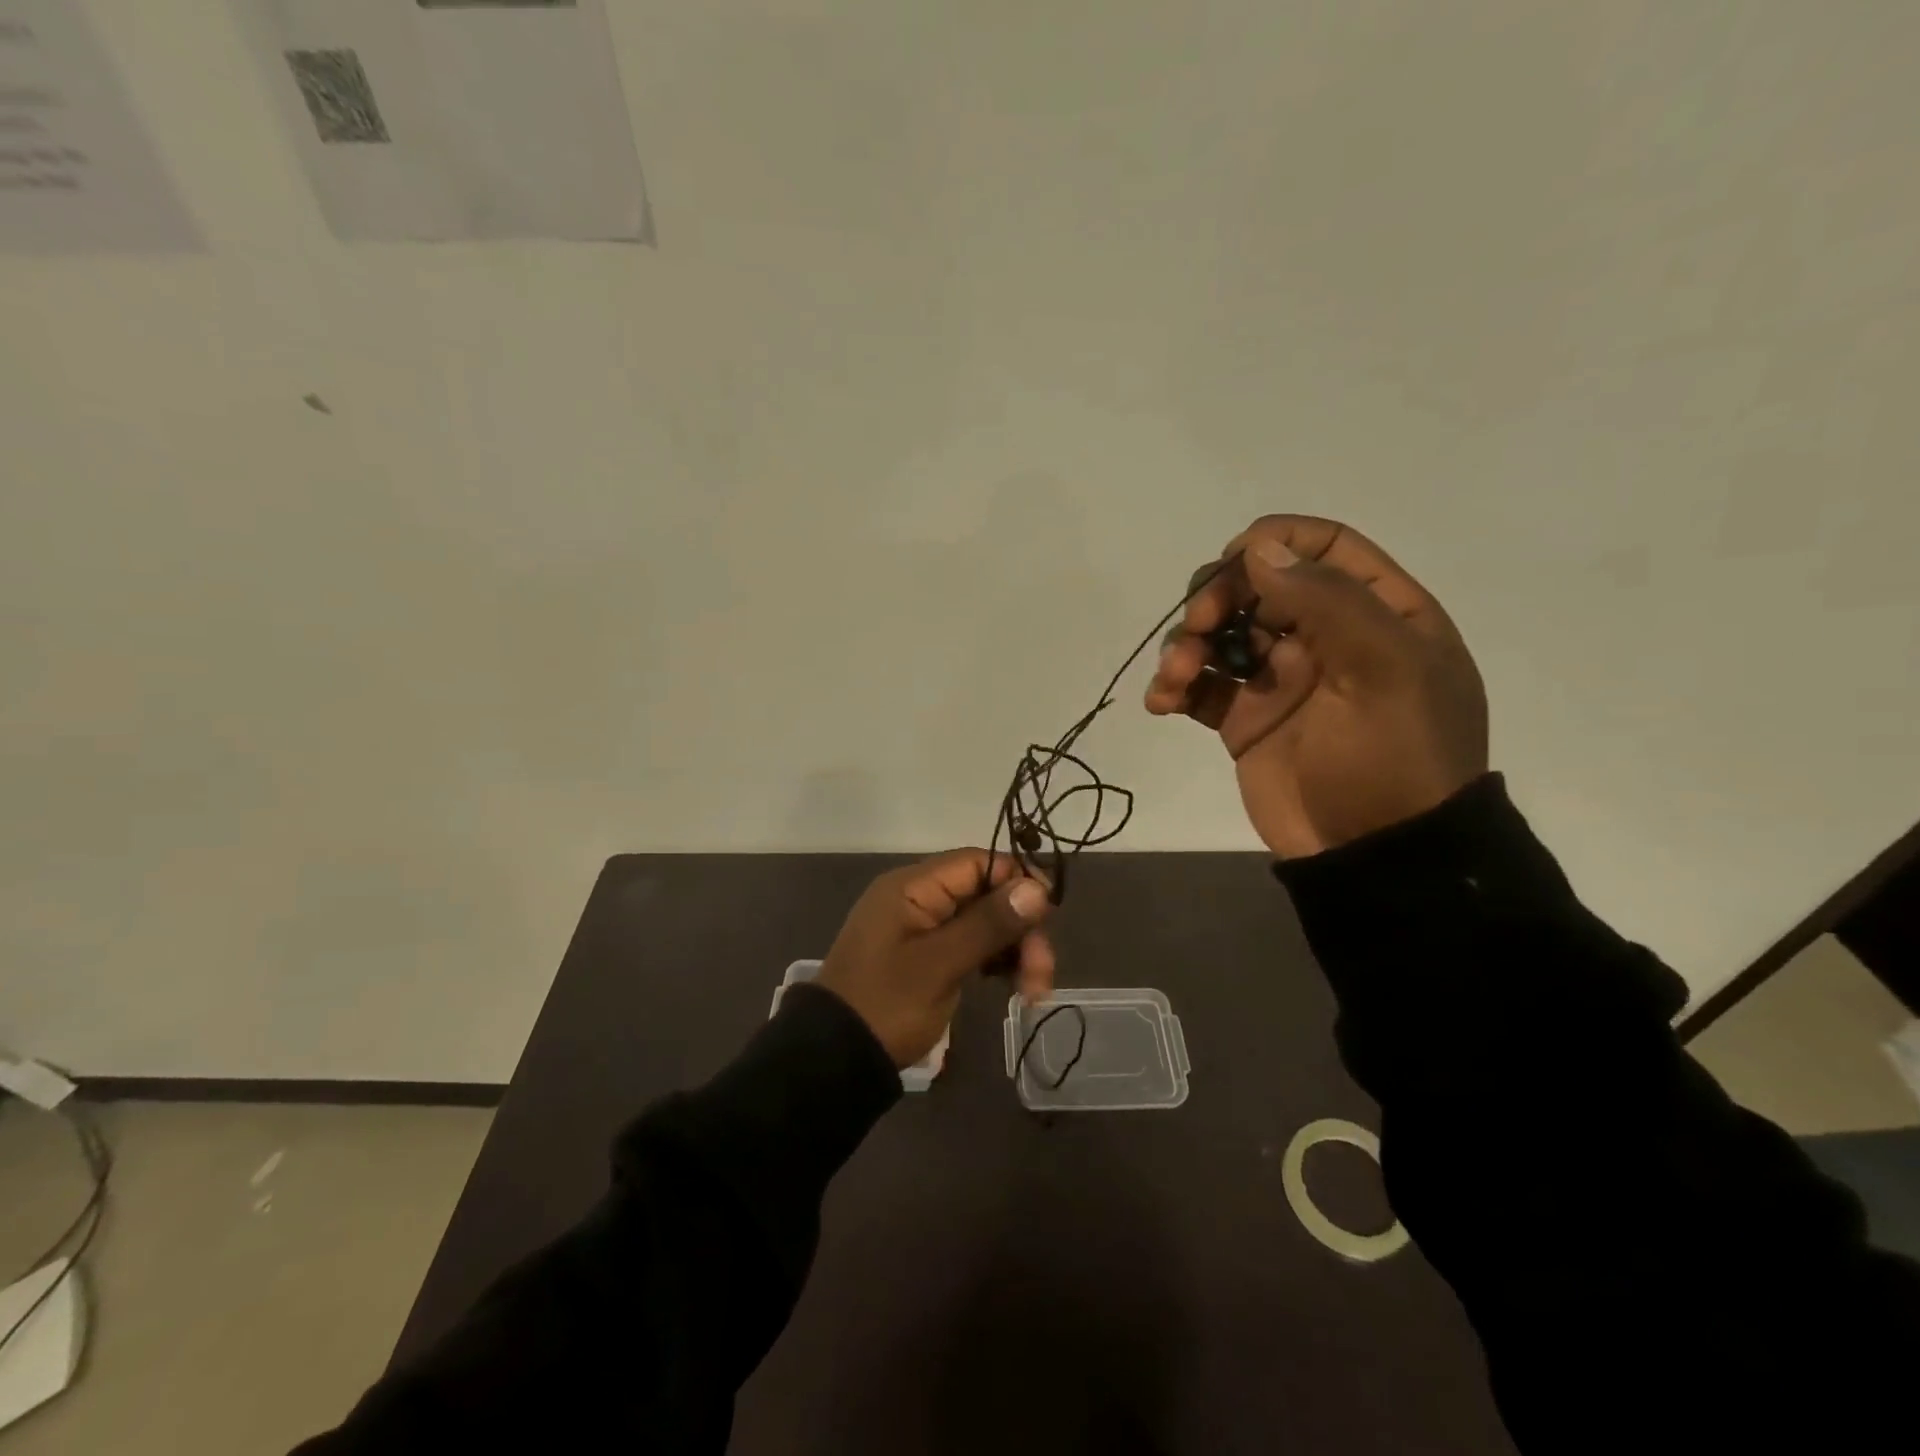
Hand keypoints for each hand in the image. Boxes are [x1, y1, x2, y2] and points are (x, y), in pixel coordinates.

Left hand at [817, 849, 1054, 1066]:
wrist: (835, 1060)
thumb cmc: (886, 1005)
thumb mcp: (940, 965)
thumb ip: (988, 924)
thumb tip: (1037, 887)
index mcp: (913, 887)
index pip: (978, 861)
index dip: (1018, 880)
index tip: (1049, 914)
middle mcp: (919, 898)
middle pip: (986, 893)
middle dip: (1020, 928)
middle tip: (1041, 975)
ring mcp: (923, 928)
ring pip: (984, 922)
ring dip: (1014, 950)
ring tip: (1032, 993)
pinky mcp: (927, 955)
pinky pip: (971, 944)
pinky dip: (996, 962)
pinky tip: (1014, 988)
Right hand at [1145, 515, 1488, 859]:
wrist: (1375, 856)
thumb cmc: (1394, 757)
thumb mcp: (1384, 670)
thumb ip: (1327, 601)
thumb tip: (1259, 549)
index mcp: (1376, 613)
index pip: (1324, 547)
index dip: (1275, 542)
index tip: (1233, 563)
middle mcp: (1325, 637)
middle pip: (1257, 586)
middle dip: (1216, 598)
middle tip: (1198, 627)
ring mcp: (1280, 679)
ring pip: (1220, 634)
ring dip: (1186, 645)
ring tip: (1174, 680)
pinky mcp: (1244, 720)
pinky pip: (1201, 687)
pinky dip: (1175, 687)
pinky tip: (1161, 702)